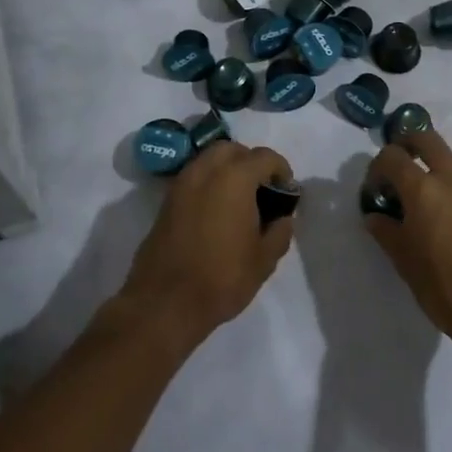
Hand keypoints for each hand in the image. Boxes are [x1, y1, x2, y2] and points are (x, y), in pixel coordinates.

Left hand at [118, 143, 295, 345]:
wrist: (164, 302)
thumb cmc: (221, 277)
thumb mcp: (263, 260)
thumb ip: (280, 232)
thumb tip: (283, 218)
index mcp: (235, 178)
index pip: (265, 157)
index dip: (281, 169)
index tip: (287, 190)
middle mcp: (206, 170)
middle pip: (232, 149)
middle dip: (250, 161)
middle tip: (262, 188)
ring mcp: (182, 183)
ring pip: (209, 159)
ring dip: (227, 168)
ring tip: (239, 198)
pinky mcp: (167, 200)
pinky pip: (194, 176)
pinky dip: (209, 182)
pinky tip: (217, 210)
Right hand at [361, 129, 451, 348]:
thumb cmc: (443, 285)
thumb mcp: (403, 260)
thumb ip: (385, 230)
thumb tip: (375, 216)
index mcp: (423, 188)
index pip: (392, 156)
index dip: (377, 168)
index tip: (375, 190)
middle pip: (426, 138)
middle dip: (407, 144)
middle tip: (398, 169)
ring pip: (450, 163)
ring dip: (433, 171)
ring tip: (426, 207)